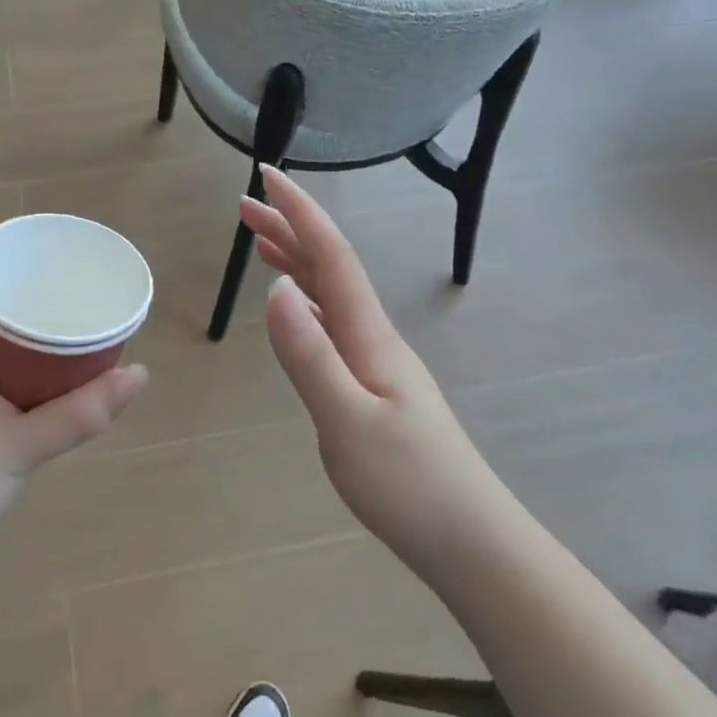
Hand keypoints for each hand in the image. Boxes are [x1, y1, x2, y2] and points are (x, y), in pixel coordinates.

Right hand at [242, 168, 489, 576]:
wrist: (469, 540)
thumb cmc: (409, 484)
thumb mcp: (347, 422)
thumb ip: (309, 356)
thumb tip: (275, 290)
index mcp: (369, 335)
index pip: (332, 256)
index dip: (300, 213)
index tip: (268, 176)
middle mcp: (374, 337)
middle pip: (329, 267)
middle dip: (289, 229)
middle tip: (246, 205)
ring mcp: (377, 362)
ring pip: (332, 294)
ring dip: (297, 260)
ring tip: (263, 241)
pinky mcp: (375, 387)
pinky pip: (333, 323)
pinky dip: (308, 300)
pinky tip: (298, 308)